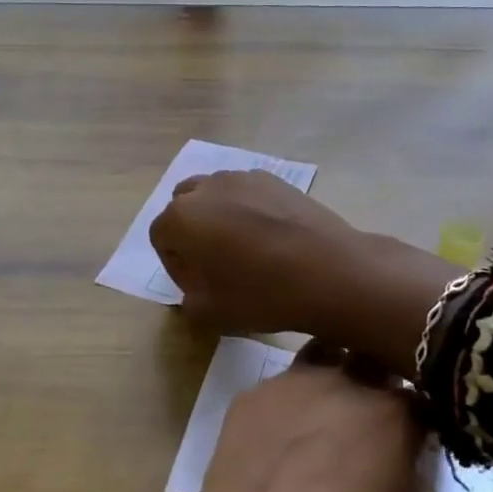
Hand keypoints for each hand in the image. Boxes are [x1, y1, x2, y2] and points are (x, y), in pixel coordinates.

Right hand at [150, 171, 365, 336]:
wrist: (331, 272)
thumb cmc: (262, 295)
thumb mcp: (211, 313)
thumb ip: (188, 299)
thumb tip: (195, 286)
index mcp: (181, 218)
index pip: (161, 237)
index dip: (175, 265)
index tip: (198, 287)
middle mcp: (206, 187)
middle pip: (184, 207)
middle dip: (192, 233)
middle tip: (215, 264)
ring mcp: (242, 178)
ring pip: (216, 195)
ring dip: (219, 218)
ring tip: (245, 249)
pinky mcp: (275, 179)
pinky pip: (247, 192)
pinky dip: (249, 210)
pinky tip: (272, 238)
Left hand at [184, 345, 426, 491]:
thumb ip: (400, 478)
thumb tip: (396, 462)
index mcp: (391, 417)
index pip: (419, 401)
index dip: (417, 418)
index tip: (411, 436)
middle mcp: (345, 384)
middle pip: (371, 363)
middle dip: (376, 383)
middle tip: (368, 420)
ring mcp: (293, 382)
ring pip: (324, 355)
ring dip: (333, 375)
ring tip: (324, 410)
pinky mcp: (252, 393)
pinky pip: (280, 384)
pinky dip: (289, 401)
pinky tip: (277, 435)